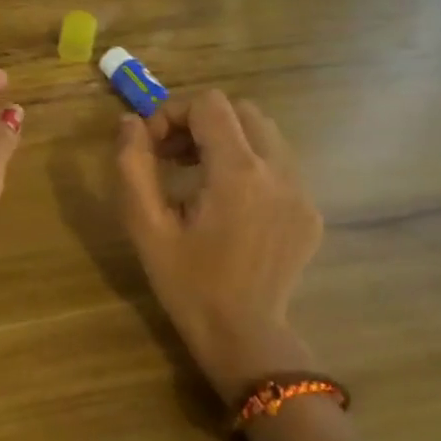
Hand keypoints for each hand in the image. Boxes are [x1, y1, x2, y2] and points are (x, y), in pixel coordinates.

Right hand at [116, 91, 322, 403]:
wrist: (243, 335)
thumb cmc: (187, 283)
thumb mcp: (146, 226)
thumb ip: (133, 166)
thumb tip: (130, 123)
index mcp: (237, 173)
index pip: (209, 105)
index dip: (173, 113)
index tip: (152, 147)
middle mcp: (278, 172)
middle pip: (241, 111)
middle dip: (201, 123)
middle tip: (172, 158)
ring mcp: (301, 192)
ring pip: (265, 134)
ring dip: (227, 141)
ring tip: (198, 178)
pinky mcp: (310, 212)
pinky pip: (280, 165)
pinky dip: (250, 166)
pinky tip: (228, 205)